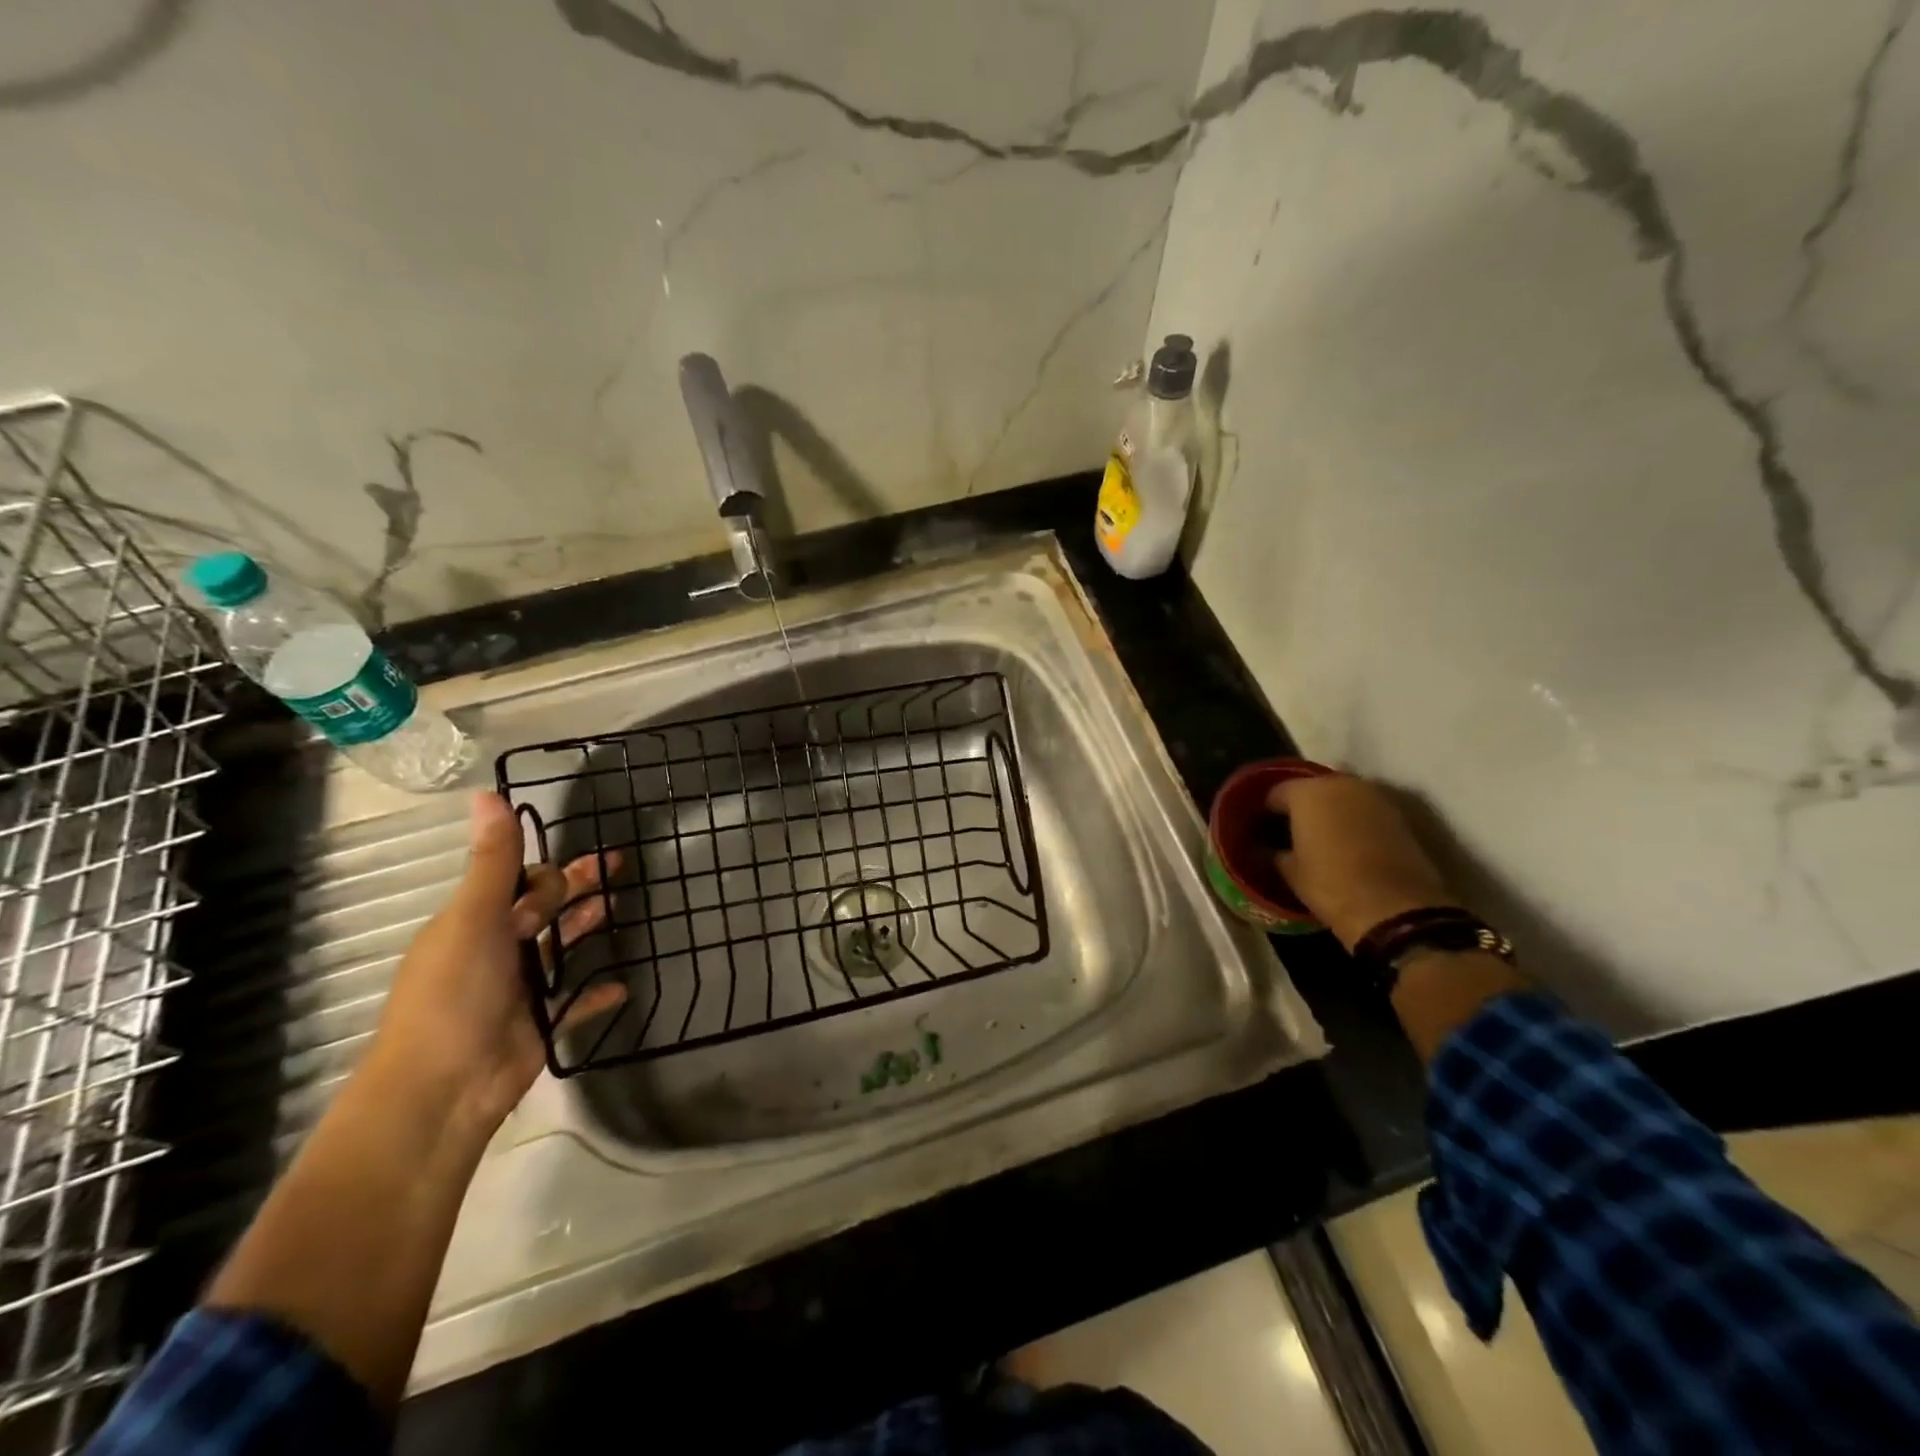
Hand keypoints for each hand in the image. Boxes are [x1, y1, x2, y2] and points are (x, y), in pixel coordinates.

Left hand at [365, 792, 622, 1132]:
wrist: (443, 1089)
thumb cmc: (454, 995)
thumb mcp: (473, 919)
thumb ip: (493, 861)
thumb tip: (487, 793)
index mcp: (474, 923)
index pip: (517, 883)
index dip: (546, 874)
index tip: (575, 872)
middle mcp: (495, 951)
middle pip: (544, 909)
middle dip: (578, 888)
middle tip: (619, 867)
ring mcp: (519, 989)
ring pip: (560, 947)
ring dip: (587, 928)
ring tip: (620, 910)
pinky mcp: (540, 1024)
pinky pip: (575, 1001)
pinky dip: (596, 993)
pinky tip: (622, 985)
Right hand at [1265, 774, 1460, 951]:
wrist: (1396, 909)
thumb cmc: (1331, 885)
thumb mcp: (1289, 872)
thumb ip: (1272, 852)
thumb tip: (1264, 848)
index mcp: (1307, 792)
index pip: (1275, 792)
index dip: (1264, 811)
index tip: (1259, 829)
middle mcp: (1341, 784)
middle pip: (1311, 789)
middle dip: (1299, 807)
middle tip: (1288, 832)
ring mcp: (1374, 797)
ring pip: (1341, 798)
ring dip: (1329, 812)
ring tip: (1317, 838)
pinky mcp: (1398, 816)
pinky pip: (1364, 811)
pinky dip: (1352, 822)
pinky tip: (1345, 844)